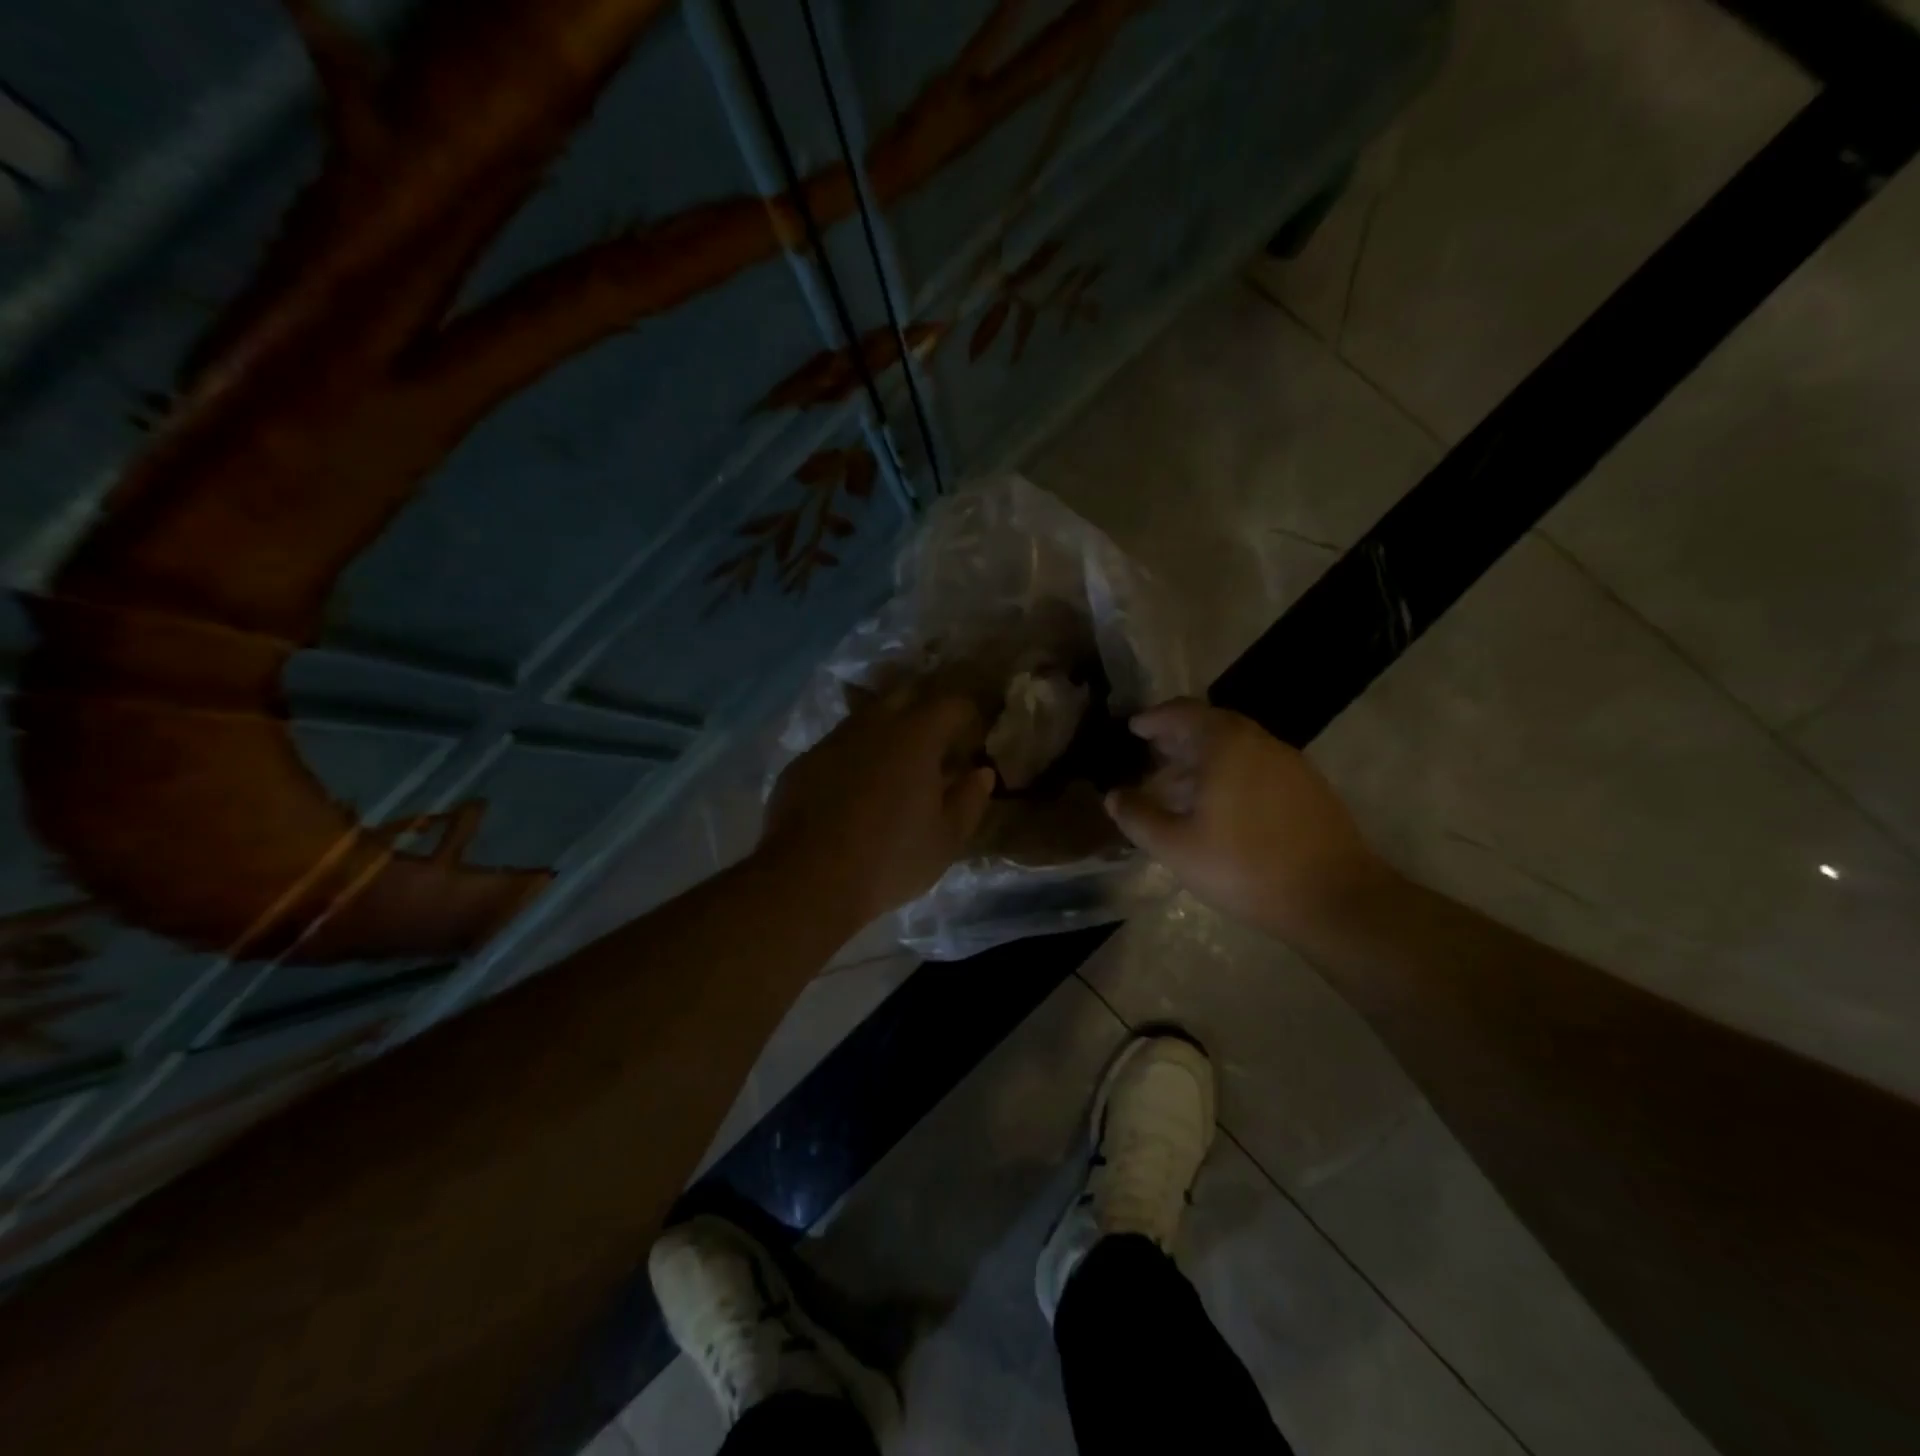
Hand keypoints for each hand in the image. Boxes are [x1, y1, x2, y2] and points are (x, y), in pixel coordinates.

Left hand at [758, 689, 996, 927]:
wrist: (807, 880)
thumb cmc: (890, 859)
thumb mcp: (946, 839)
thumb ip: (970, 800)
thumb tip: (981, 773)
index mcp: (916, 737)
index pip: (952, 704)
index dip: (969, 714)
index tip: (975, 735)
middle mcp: (873, 725)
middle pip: (905, 694)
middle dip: (926, 707)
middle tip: (938, 738)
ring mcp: (833, 740)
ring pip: (867, 716)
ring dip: (887, 728)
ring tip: (896, 761)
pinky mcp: (803, 762)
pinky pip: (838, 745)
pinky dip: (854, 754)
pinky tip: (855, 786)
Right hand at [1103, 699, 1393, 943]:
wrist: (1334, 897)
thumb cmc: (1244, 866)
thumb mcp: (1176, 846)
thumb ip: (1138, 817)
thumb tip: (1113, 796)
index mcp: (1225, 744)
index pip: (1181, 712)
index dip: (1153, 719)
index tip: (1133, 729)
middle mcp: (1259, 741)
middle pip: (1211, 726)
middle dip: (1177, 738)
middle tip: (1150, 755)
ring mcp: (1289, 763)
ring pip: (1236, 748)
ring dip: (1204, 758)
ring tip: (1178, 786)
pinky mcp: (1308, 788)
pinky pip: (1257, 767)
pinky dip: (1230, 774)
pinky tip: (1219, 807)